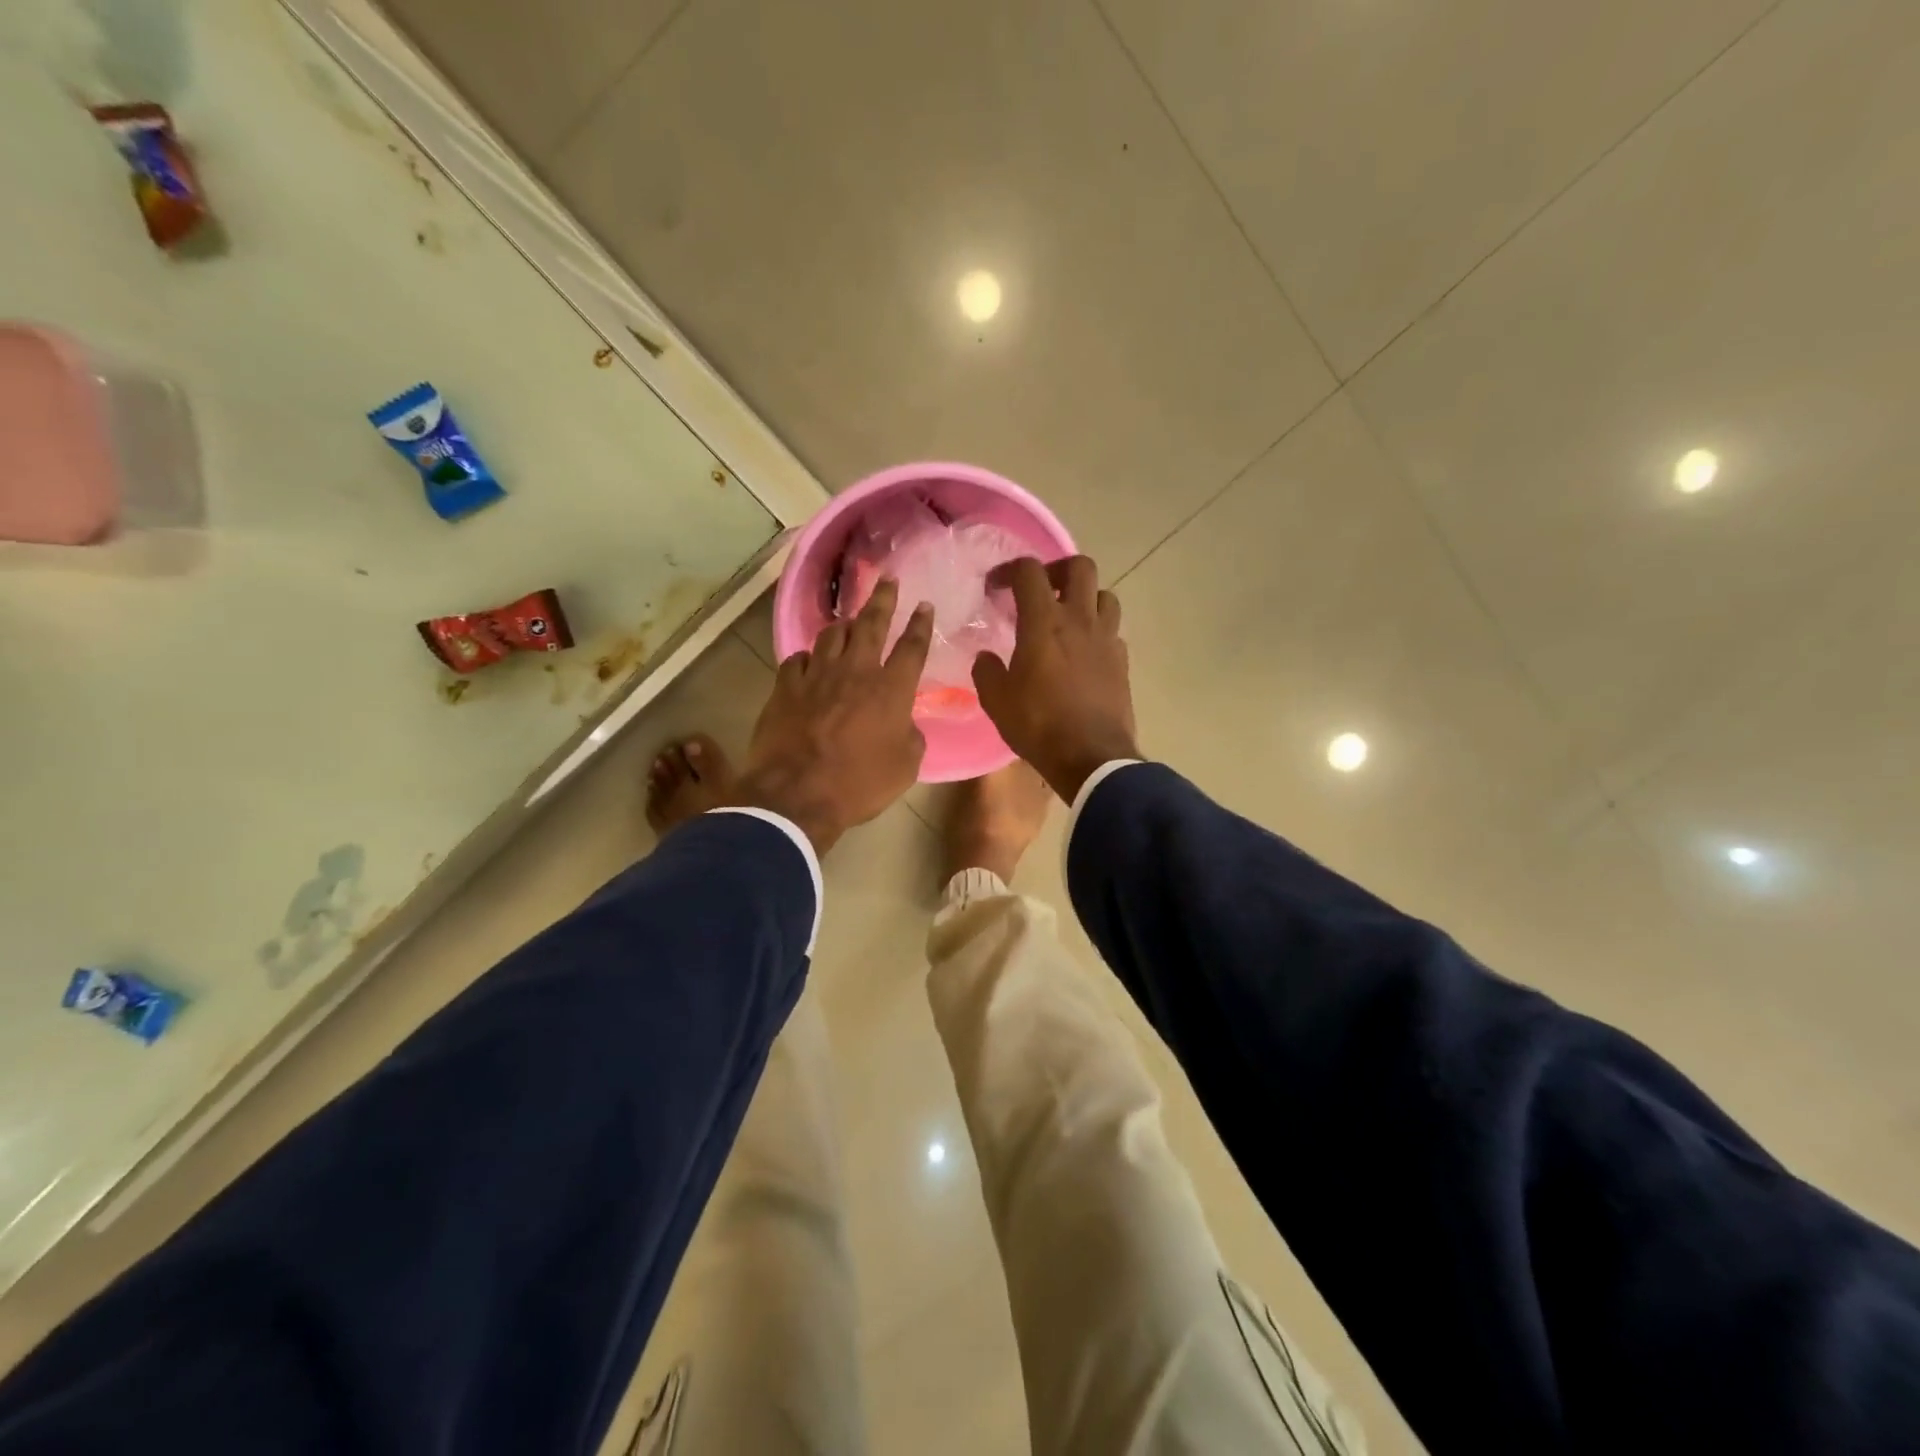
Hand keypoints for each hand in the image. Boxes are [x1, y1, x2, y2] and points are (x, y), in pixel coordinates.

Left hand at [738, 578, 932, 853]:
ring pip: (831, 634)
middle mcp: (856, 671)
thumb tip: (905, 724)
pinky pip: (798, 659)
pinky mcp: (785, 687)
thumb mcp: (905, 767)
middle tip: (888, 580)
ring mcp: (817, 675)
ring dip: (844, 624)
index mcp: (891, 689)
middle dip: (883, 599)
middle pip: (871, 624)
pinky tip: (810, 661)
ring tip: (849, 620)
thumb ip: (911, 737)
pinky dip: (808, 657)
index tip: (924, 605)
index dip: (920, 624)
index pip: (912, 647)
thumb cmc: (859, 784)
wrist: (796, 795)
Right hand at [972, 556, 1137, 802]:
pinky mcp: (1122, 661)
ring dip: (1085, 597)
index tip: (995, 587)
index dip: (1009, 570)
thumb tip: (986, 657)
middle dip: (1057, 569)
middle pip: (1080, 566)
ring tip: (1068, 617)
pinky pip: (1113, 630)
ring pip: (1105, 595)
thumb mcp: (996, 701)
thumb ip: (986, 671)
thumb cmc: (1039, 726)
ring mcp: (1107, 639)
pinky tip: (1084, 651)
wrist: (1092, 758)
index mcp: (1044, 623)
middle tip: (1041, 590)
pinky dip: (1098, 630)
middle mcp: (1080, 620)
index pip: (1029, 572)